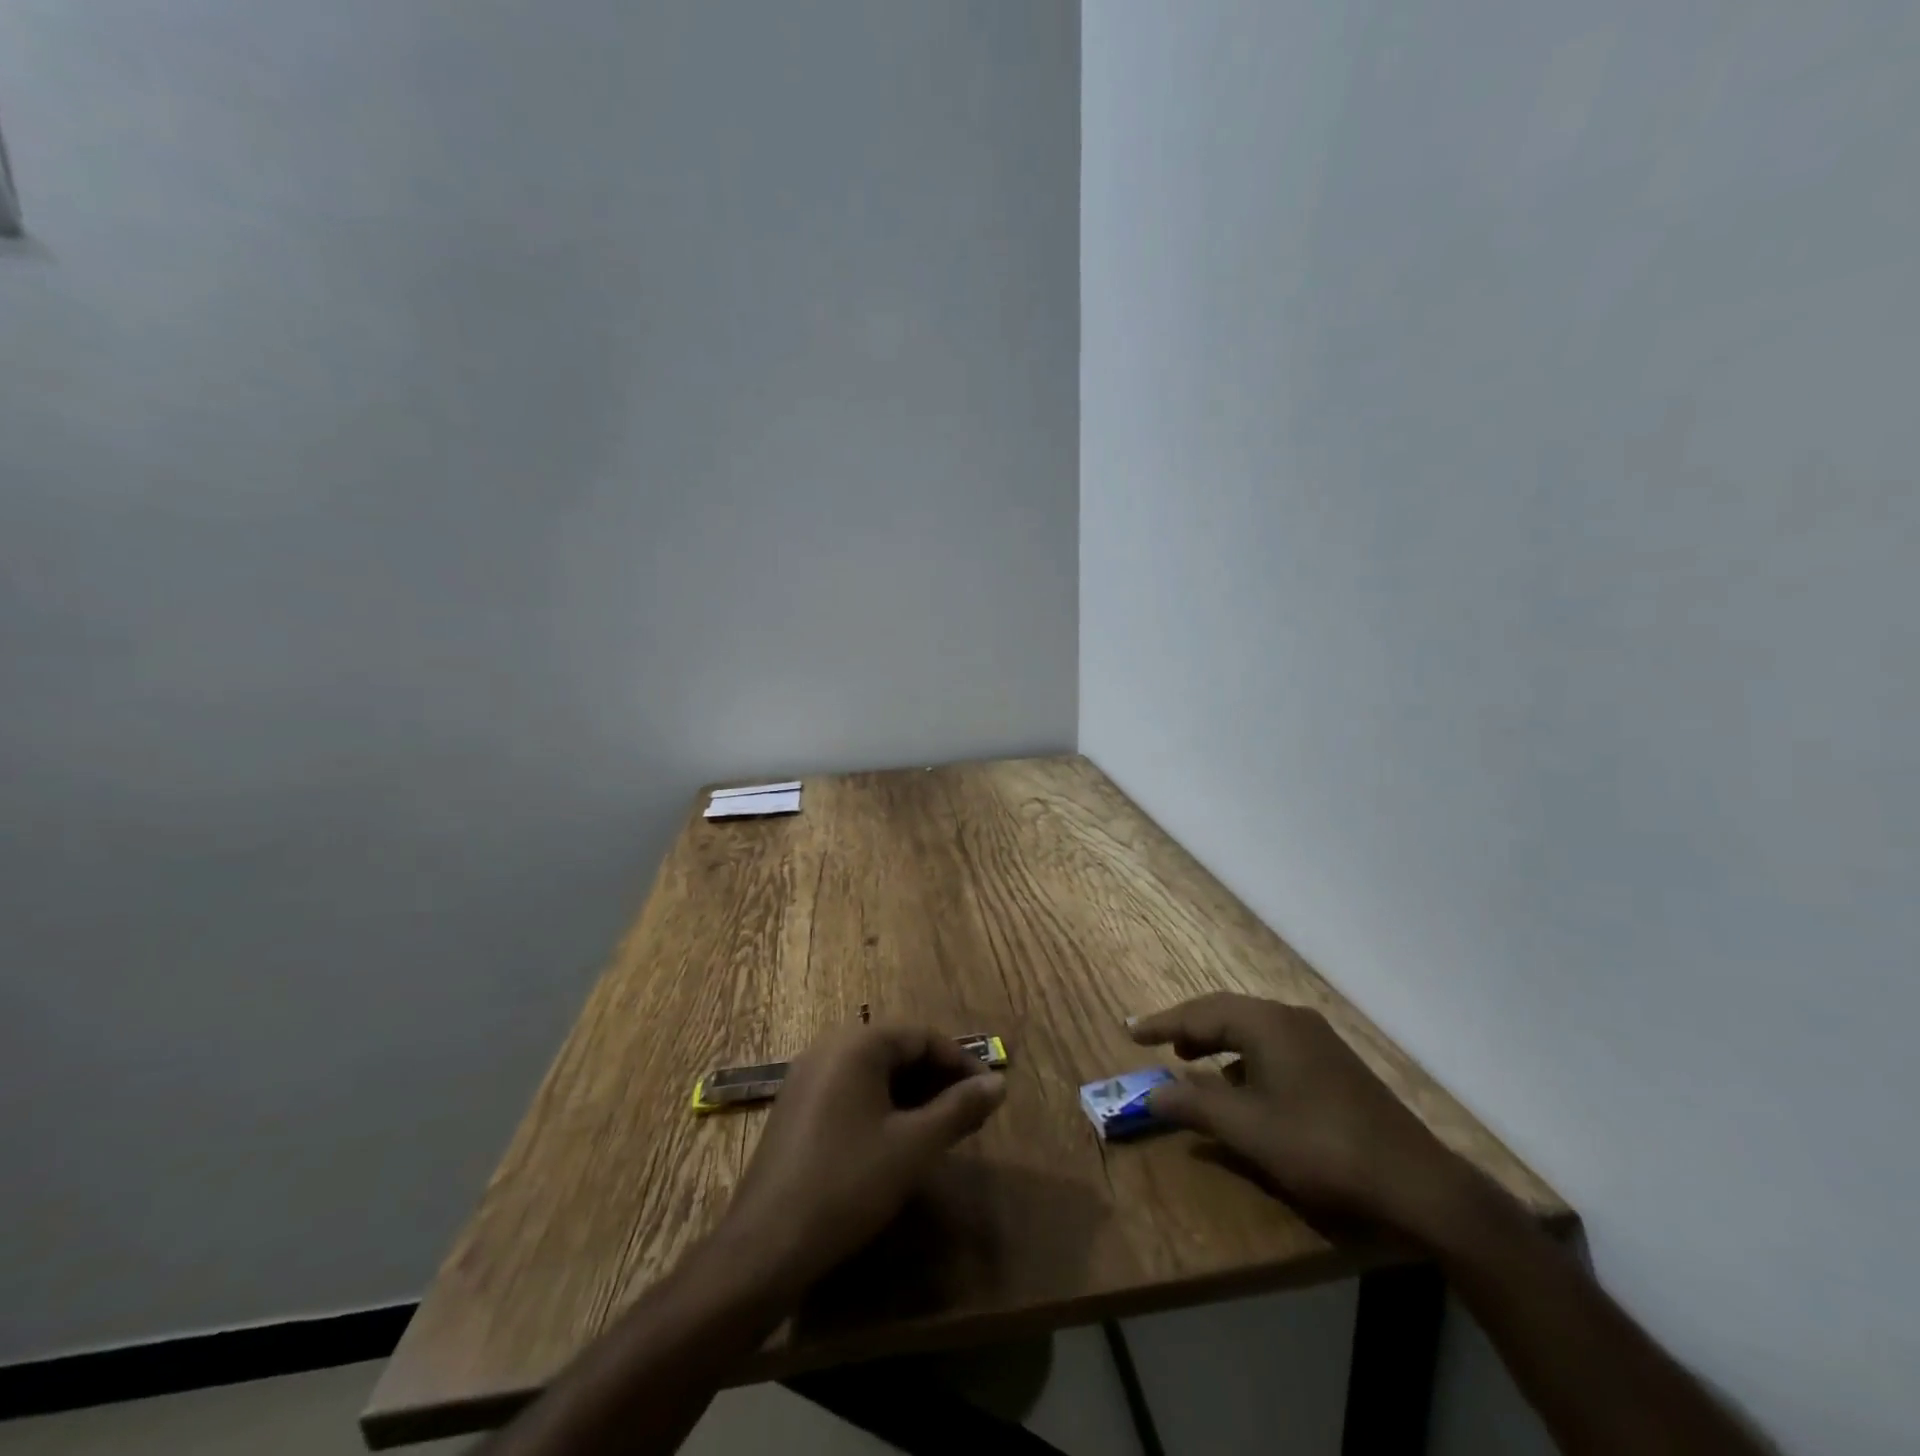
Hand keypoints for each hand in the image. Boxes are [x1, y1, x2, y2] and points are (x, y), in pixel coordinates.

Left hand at [718, 1023, 1007, 1292]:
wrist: (765, 1246)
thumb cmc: (847, 1185)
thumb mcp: (914, 1147)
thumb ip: (959, 1109)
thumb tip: (998, 1084)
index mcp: (857, 1044)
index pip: (923, 1037)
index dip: (962, 1064)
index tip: (990, 1095)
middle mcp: (830, 1048)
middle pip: (898, 1051)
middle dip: (939, 1081)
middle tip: (972, 1117)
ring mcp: (808, 1077)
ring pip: (876, 1074)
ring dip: (914, 1096)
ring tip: (944, 1131)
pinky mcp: (798, 1108)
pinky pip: (852, 1092)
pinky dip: (884, 1107)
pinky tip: (900, 1141)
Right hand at [1130, 993, 1477, 1244]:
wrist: (1417, 1183)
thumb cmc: (1320, 1147)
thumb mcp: (1248, 1131)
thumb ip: (1194, 1108)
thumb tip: (1151, 1095)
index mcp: (1267, 1024)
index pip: (1200, 1013)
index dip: (1162, 1024)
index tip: (1129, 1032)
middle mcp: (1291, 1019)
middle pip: (1226, 1013)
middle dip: (1189, 1028)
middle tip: (1157, 1044)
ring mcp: (1317, 1040)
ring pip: (1252, 1029)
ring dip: (1217, 1042)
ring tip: (1192, 1062)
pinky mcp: (1334, 1064)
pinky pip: (1274, 1046)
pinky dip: (1245, 1058)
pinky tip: (1243, 1088)